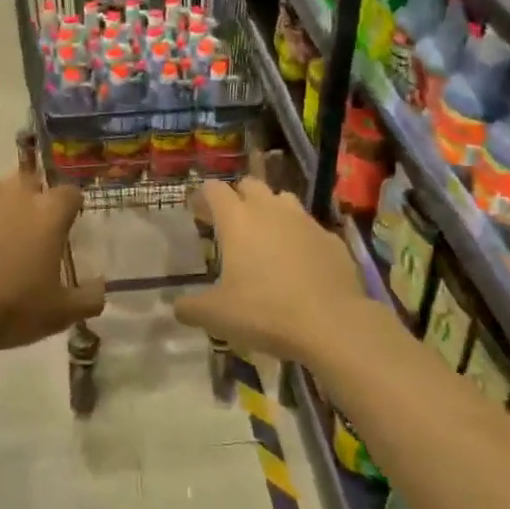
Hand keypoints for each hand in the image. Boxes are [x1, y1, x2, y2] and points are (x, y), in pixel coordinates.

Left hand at [0, 174, 104, 353]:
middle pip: (28, 184)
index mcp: (49, 211)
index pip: (70, 194)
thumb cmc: (12, 308)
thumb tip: (101, 287)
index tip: (60, 228)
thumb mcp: (61, 313)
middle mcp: (16, 189)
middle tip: (19, 237)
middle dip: (27, 203)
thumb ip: (89, 297)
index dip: (67, 209)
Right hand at [177, 178, 383, 362]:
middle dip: (238, 198)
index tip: (198, 213)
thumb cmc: (265, 311)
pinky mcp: (332, 239)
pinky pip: (310, 228)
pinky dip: (300, 238)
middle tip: (231, 225)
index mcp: (238, 219)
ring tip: (266, 238)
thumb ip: (191, 308)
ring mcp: (305, 221)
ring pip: (283, 200)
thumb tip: (177, 307)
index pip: (214, 189)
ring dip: (271, 211)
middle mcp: (270, 209)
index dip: (203, 197)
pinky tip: (300, 263)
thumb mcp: (217, 315)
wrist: (332, 323)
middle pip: (250, 185)